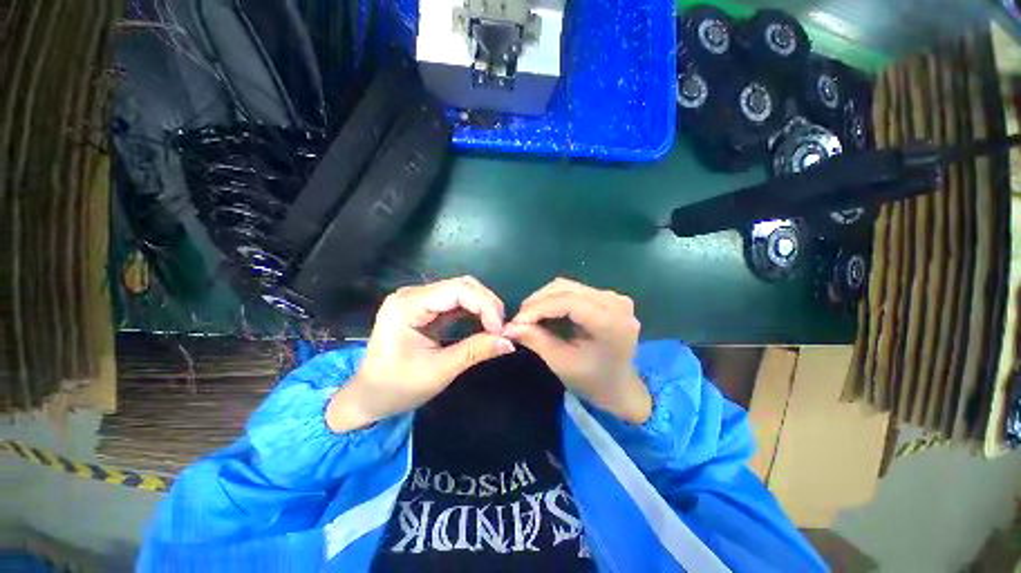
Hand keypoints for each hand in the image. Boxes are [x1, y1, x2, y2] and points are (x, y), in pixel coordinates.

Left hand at [326, 276, 514, 431]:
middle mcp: (412, 294)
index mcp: (408, 305)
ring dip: (483, 305)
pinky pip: (455, 301)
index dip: (485, 305)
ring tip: (496, 326)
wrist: (368, 398)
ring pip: (461, 290)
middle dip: (487, 303)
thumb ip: (475, 351)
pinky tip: (484, 323)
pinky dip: (474, 310)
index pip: (457, 290)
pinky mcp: (424, 307)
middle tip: (502, 328)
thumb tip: (510, 341)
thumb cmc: (396, 387)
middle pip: (461, 285)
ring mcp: (417, 299)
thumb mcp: (439, 371)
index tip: (501, 329)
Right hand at [503, 278, 651, 423]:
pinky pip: (574, 290)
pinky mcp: (608, 297)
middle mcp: (616, 303)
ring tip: (530, 317)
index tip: (516, 320)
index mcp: (612, 323)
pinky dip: (555, 299)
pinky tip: (545, 313)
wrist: (621, 387)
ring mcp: (614, 297)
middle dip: (538, 301)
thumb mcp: (562, 364)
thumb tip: (509, 327)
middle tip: (519, 319)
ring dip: (545, 299)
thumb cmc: (593, 382)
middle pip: (567, 288)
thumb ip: (536, 340)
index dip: (539, 307)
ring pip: (568, 286)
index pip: (569, 301)